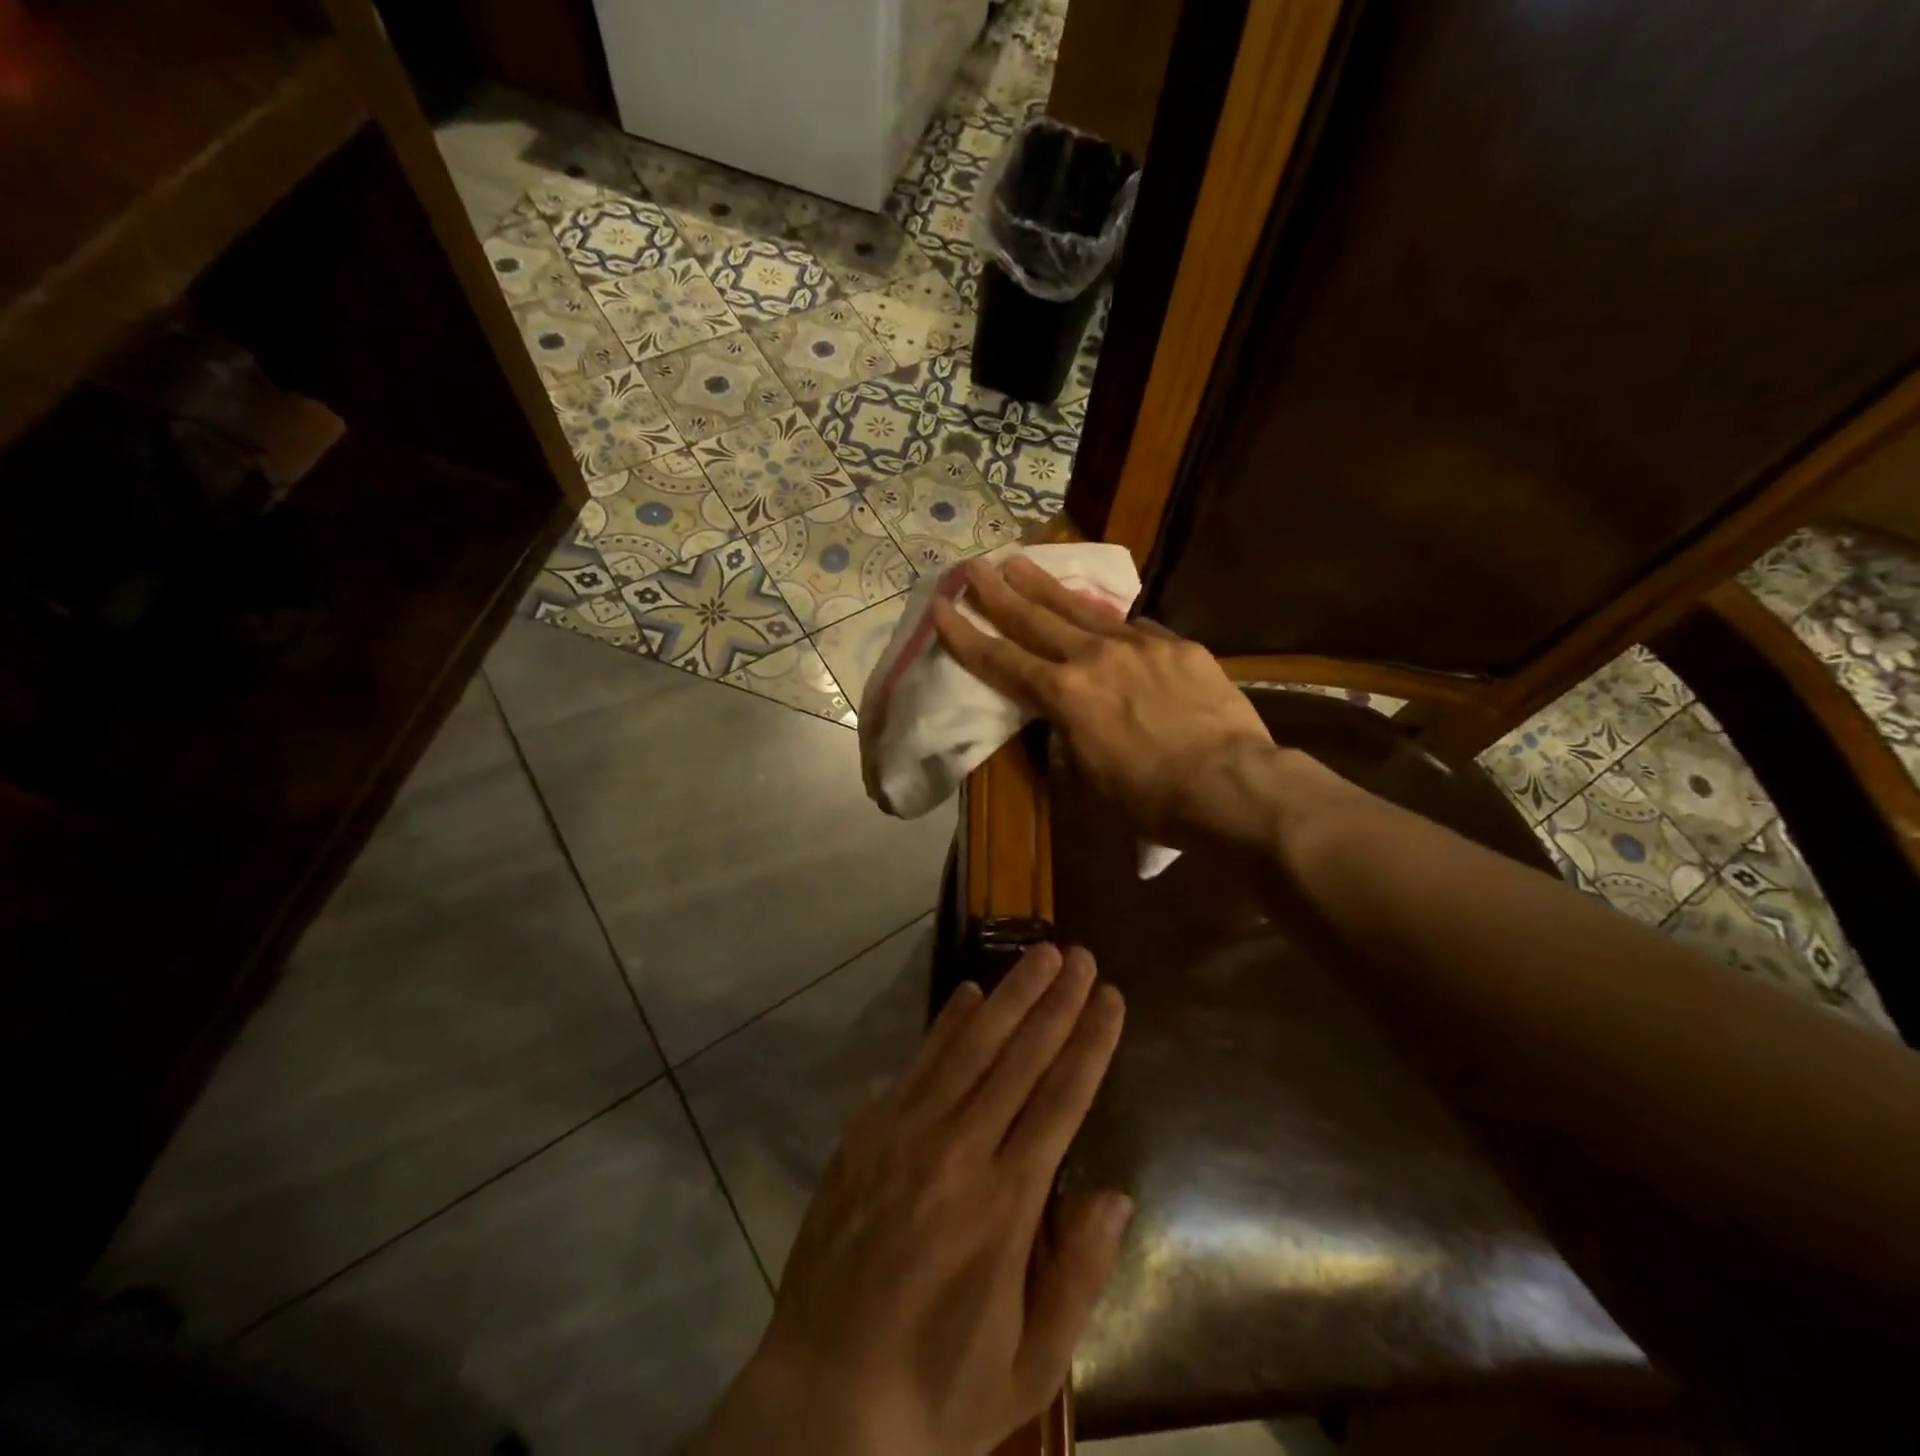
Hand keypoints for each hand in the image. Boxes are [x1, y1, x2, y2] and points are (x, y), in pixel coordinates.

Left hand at [692, 944, 1129, 1455]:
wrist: (821, 1403)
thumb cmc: (937, 1391)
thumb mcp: (1030, 1365)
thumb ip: (1078, 1276)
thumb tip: (1115, 1196)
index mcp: (1006, 1206)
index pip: (1062, 1100)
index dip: (1091, 1043)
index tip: (1111, 998)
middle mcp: (958, 1153)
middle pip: (1019, 1058)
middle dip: (1056, 1002)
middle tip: (1081, 956)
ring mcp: (905, 1135)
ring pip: (969, 1047)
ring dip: (1008, 996)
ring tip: (1040, 954)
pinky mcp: (866, 1134)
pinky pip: (916, 1064)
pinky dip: (946, 1024)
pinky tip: (968, 994)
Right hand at [932, 556, 1306, 849]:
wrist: (1231, 785)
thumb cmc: (1150, 798)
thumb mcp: (1090, 777)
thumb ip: (1069, 735)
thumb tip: (1067, 717)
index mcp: (1064, 695)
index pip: (1001, 660)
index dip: (965, 636)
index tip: (941, 608)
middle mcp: (1094, 657)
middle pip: (1034, 618)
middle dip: (997, 592)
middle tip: (971, 565)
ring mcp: (1139, 644)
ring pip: (1082, 608)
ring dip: (1045, 585)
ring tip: (1019, 561)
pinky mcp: (1178, 645)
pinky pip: (1136, 628)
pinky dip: (1112, 622)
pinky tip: (1106, 619)